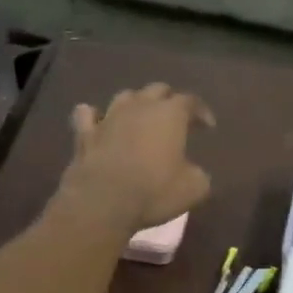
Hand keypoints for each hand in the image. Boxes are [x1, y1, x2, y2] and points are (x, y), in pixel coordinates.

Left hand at [54, 83, 214, 234]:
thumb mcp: (194, 188)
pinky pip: (86, 115)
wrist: (103, 202)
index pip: (191, 101)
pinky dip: (93, 116)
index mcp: (171, 114)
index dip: (201, 111)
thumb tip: (195, 172)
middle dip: (169, 100)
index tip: (208, 126)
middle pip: (158, 89)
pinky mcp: (85, 134)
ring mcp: (109, 117)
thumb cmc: (155, 190)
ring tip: (141, 116)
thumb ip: (198, 174)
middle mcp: (140, 107)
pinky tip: (97, 120)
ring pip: (125, 96)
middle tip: (176, 118)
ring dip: (136, 103)